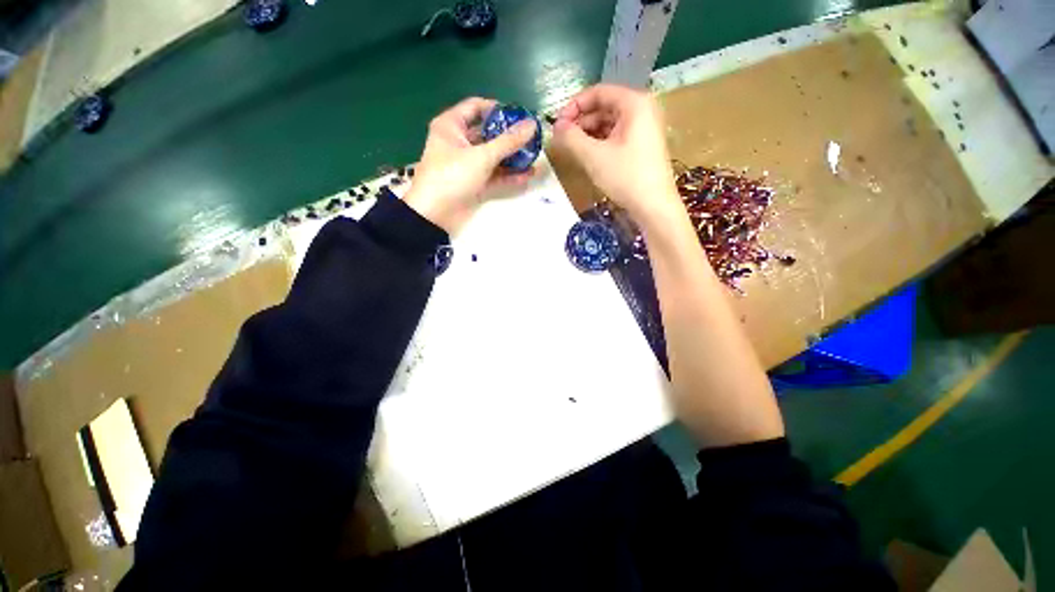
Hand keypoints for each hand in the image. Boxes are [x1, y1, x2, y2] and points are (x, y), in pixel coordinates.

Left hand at [404, 97, 537, 232]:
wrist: (435, 215)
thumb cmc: (452, 176)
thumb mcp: (481, 156)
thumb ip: (508, 142)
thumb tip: (532, 125)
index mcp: (452, 126)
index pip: (476, 107)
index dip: (498, 109)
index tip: (519, 116)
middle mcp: (459, 142)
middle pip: (488, 134)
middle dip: (510, 137)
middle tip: (532, 139)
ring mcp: (467, 165)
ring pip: (492, 157)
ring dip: (511, 158)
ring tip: (533, 159)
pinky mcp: (474, 183)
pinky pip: (493, 175)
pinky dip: (507, 176)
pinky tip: (526, 176)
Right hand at [552, 84, 682, 226]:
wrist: (654, 207)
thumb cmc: (626, 177)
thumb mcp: (594, 156)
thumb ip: (571, 138)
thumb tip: (556, 127)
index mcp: (634, 103)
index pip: (598, 92)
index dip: (574, 106)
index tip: (557, 124)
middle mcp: (642, 110)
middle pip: (604, 107)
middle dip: (581, 122)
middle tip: (562, 140)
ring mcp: (644, 129)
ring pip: (609, 124)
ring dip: (588, 134)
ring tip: (572, 150)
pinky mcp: (642, 146)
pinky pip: (616, 137)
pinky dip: (600, 143)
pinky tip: (588, 156)